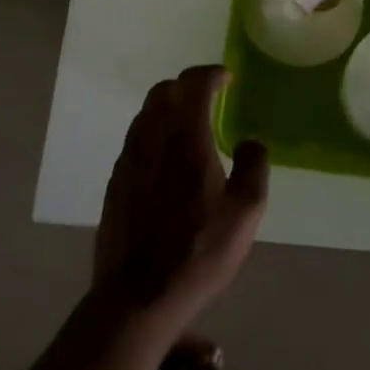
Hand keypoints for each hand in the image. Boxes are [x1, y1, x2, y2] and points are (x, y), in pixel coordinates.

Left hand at [94, 66, 269, 322]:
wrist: (138, 296)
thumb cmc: (198, 251)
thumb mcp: (246, 212)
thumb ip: (254, 166)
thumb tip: (250, 141)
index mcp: (186, 136)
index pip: (194, 83)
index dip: (212, 74)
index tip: (227, 78)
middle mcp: (152, 138)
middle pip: (164, 91)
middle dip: (188, 85)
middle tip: (210, 97)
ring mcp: (128, 159)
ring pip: (145, 114)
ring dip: (169, 108)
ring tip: (190, 126)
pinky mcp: (115, 181)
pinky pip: (135, 139)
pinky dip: (154, 132)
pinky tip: (168, 159)